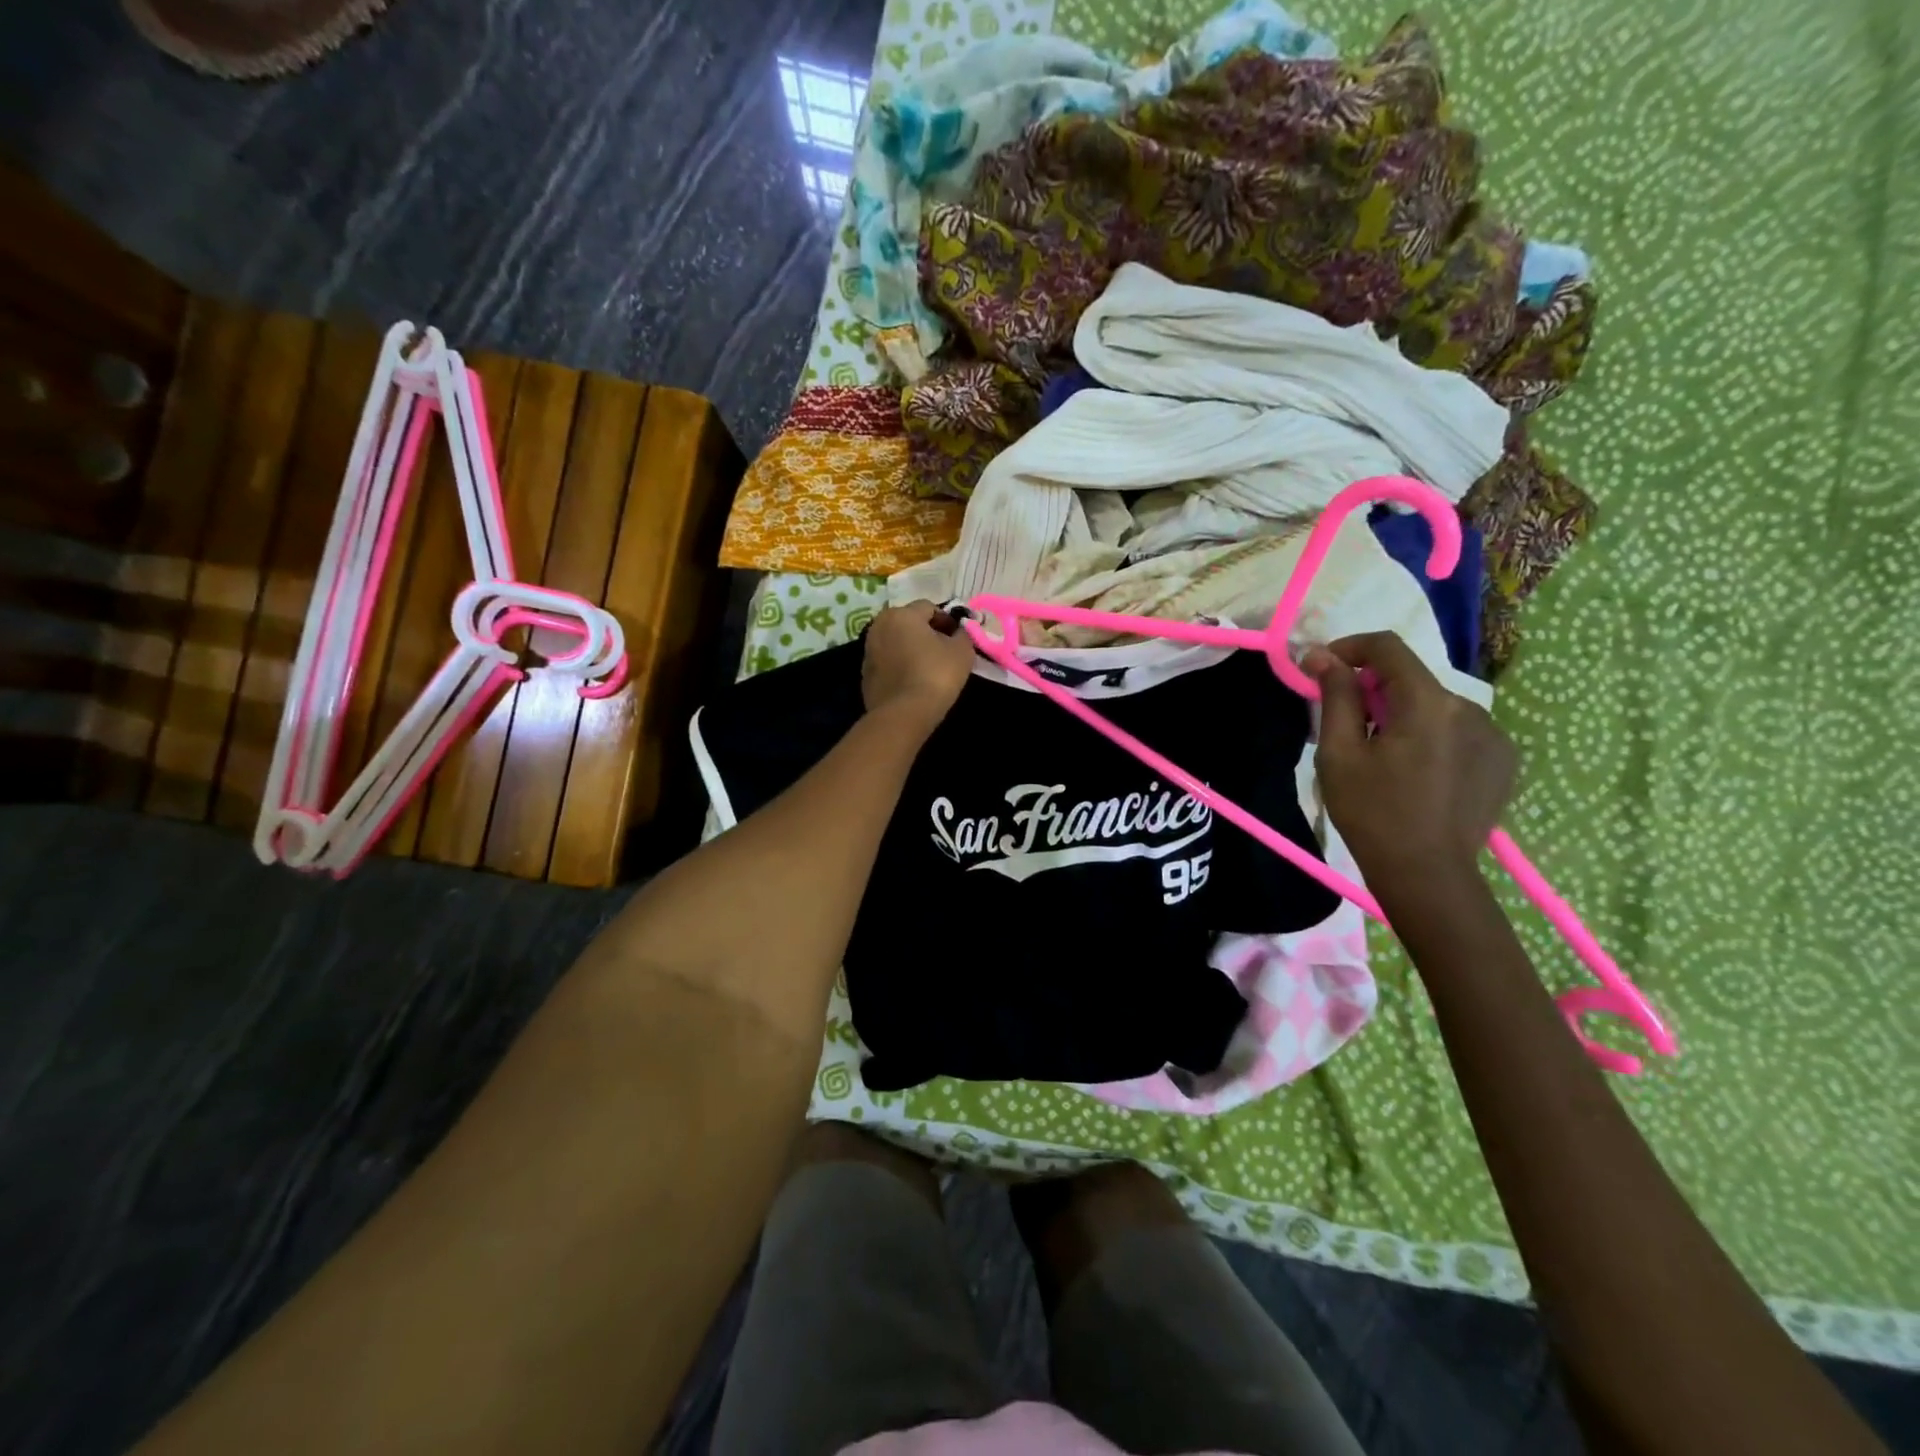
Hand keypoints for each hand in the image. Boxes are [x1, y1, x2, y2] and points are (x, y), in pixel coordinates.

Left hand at [860, 601, 976, 734]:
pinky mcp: (864, 674)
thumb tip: (958, 632)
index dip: (946, 620)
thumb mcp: (962, 651)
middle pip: (908, 622)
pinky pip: (887, 662)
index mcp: (901, 614)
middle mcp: (879, 626)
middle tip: (943, 650)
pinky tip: (912, 681)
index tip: (957, 638)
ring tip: (927, 667)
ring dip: (910, 648)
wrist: (904, 713)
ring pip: (895, 641)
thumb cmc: (936, 674)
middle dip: (925, 632)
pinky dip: (899, 665)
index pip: (929, 607)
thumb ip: (963, 634)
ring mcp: (868, 650)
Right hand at [1305, 632, 1516, 892]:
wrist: (1427, 874)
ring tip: (1381, 757)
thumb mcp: (1339, 753)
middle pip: (1411, 679)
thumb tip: (1321, 655)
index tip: (1321, 668)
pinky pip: (1457, 731)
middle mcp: (1470, 708)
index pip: (1388, 648)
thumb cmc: (1371, 812)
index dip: (1350, 648)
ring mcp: (1492, 735)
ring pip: (1434, 706)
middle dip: (1373, 690)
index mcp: (1428, 703)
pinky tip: (1415, 772)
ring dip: (1403, 715)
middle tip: (1344, 725)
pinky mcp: (1502, 760)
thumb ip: (1335, 697)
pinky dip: (1430, 736)